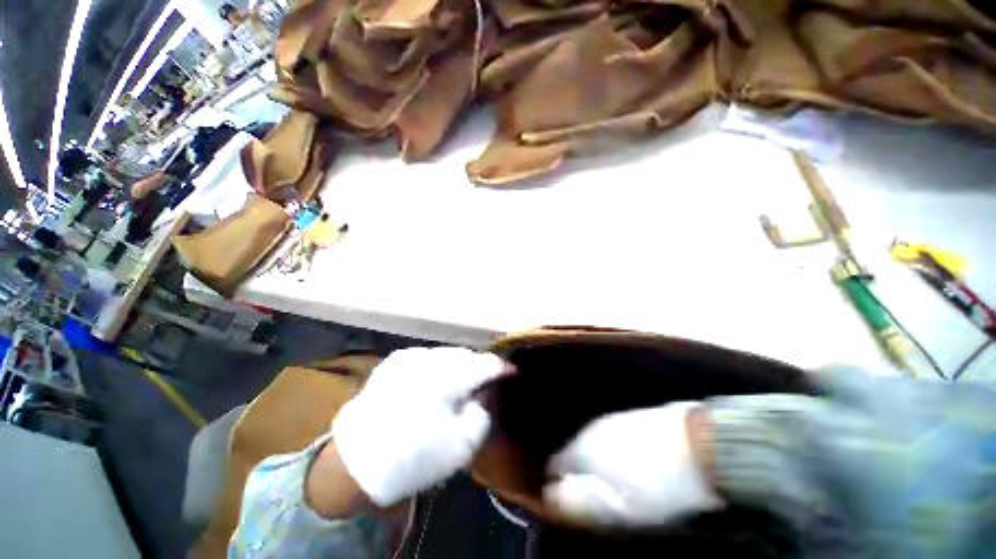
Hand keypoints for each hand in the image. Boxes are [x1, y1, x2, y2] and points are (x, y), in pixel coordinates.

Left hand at [332, 347, 509, 506]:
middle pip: (467, 356)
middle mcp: (431, 358)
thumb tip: (487, 390)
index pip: (487, 363)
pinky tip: (432, 384)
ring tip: (457, 385)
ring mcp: (410, 356)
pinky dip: (437, 367)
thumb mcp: (462, 444)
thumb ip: (483, 410)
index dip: (504, 368)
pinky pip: (427, 357)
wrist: (355, 461)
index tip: (513, 373)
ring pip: (447, 354)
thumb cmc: (414, 456)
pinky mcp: (394, 360)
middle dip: (479, 368)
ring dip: (458, 366)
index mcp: (449, 377)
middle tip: (482, 385)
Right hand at [544, 402, 721, 527]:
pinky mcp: (630, 417)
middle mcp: (590, 429)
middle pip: (572, 452)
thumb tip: (550, 498)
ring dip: (595, 462)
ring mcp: (611, 419)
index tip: (568, 502)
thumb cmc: (657, 484)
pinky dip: (611, 452)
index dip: (556, 485)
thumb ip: (580, 502)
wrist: (700, 443)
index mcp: (582, 448)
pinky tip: (629, 463)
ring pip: (592, 444)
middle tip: (593, 496)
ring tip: (612, 482)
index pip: (554, 465)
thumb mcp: (618, 507)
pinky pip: (609, 437)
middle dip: (577, 473)